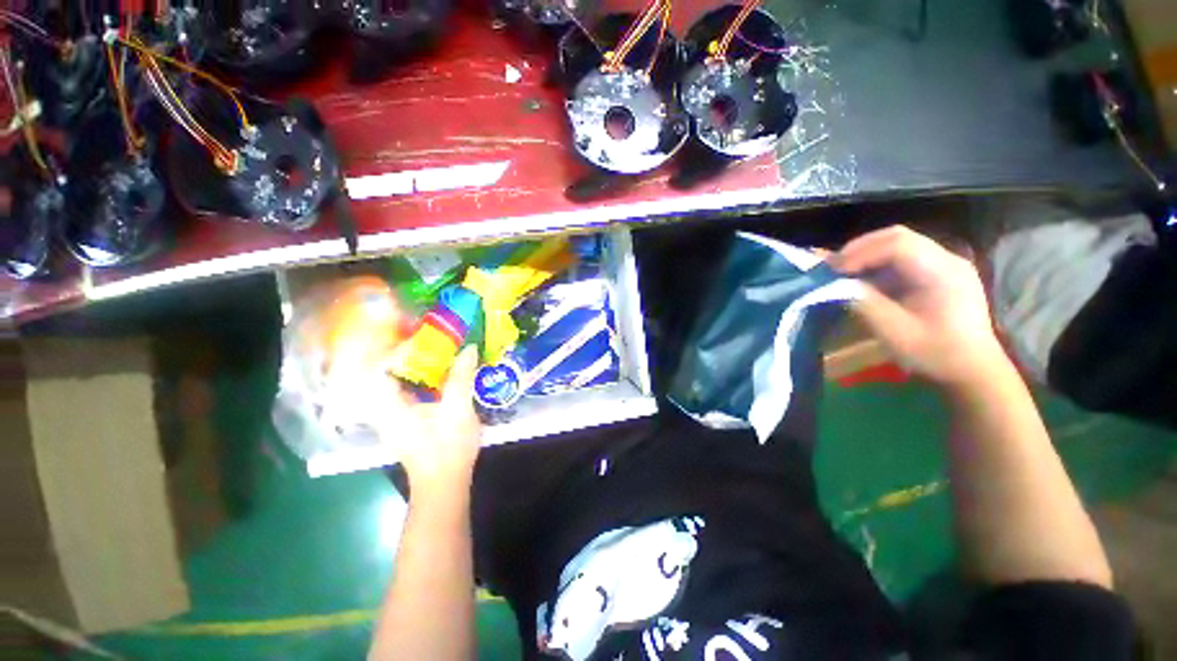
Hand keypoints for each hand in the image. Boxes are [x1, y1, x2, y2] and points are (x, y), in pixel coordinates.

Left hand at [365, 346, 483, 493]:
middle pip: (381, 370)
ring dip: (408, 363)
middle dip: (399, 351)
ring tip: (430, 347)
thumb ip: (461, 377)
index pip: (377, 367)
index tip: (417, 334)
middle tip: (422, 336)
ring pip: (392, 380)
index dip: (394, 348)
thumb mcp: (458, 410)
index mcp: (389, 406)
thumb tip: (469, 348)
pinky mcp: (403, 419)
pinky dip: (415, 376)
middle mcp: (383, 408)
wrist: (444, 483)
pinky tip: (435, 371)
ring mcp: (392, 415)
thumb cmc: (448, 448)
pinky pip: (403, 389)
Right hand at [831, 225, 1005, 386]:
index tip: (833, 271)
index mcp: (942, 272)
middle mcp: (947, 259)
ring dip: (867, 254)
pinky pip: (904, 258)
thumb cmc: (935, 353)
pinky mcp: (940, 273)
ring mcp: (946, 264)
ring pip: (899, 244)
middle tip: (832, 266)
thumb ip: (864, 303)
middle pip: (898, 237)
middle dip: (860, 248)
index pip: (897, 245)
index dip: (860, 253)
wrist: (973, 370)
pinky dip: (878, 264)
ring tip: (842, 271)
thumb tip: (834, 286)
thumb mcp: (894, 331)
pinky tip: (864, 278)